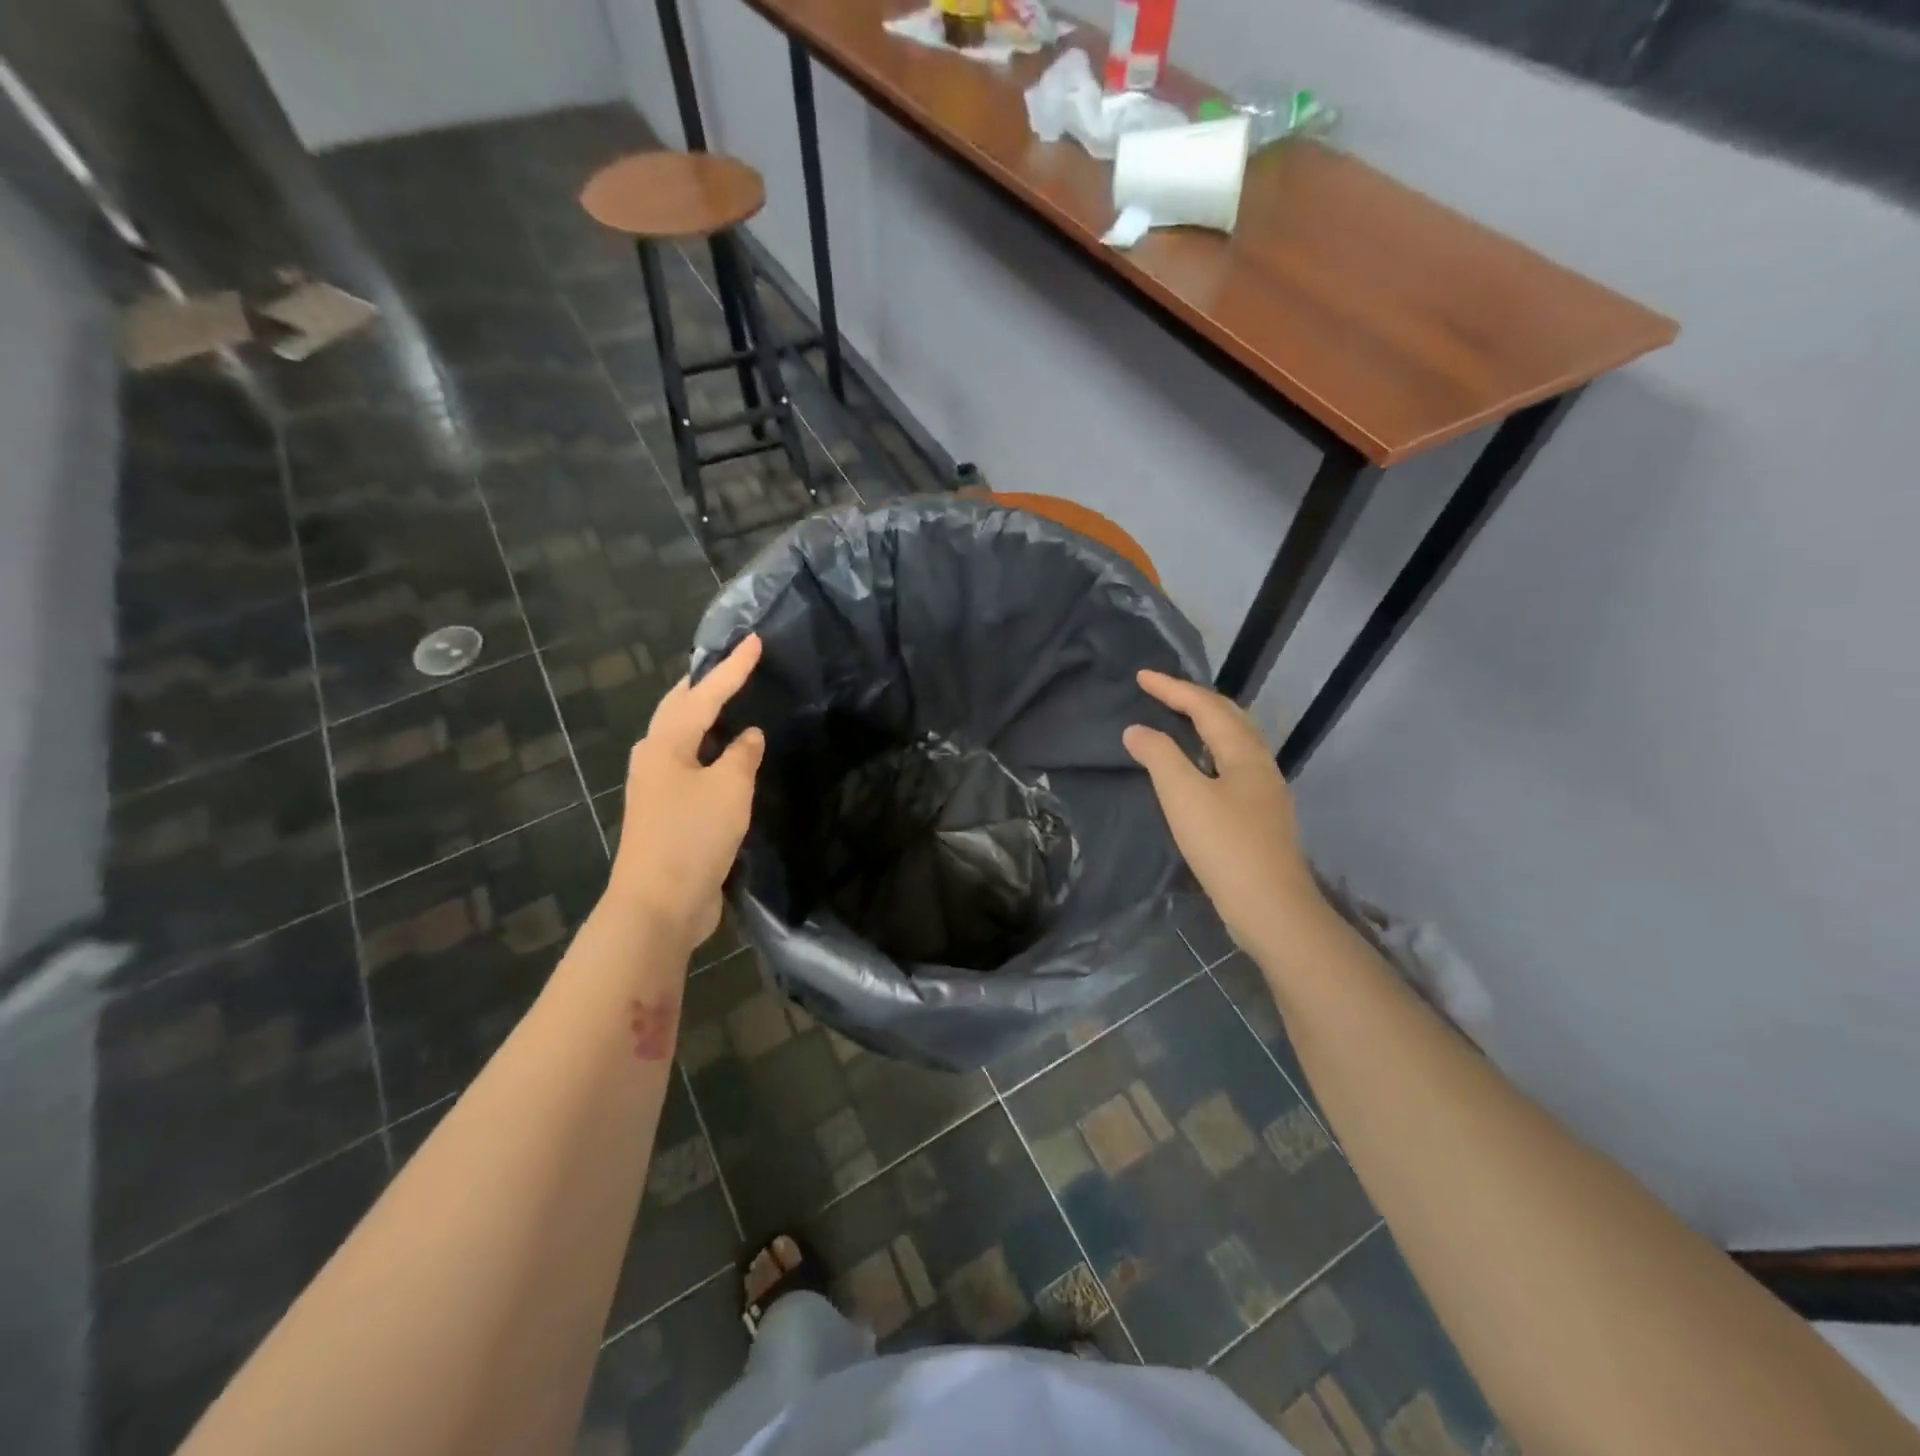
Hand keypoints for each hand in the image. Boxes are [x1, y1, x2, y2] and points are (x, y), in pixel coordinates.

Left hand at [608, 635, 766, 951]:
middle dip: (705, 685)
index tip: (755, 641)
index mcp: (666, 744)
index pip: (705, 694)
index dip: (733, 668)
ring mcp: (658, 787)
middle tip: (732, 665)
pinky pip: (692, 767)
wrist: (659, 904)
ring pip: (683, 738)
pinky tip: (728, 756)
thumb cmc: (693, 836)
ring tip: (731, 702)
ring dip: (705, 717)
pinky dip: (711, 751)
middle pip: (680, 709)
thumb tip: (747, 736)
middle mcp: (655, 758)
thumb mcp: (730, 788)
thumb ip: (742, 755)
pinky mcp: (668, 813)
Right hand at [1122, 670, 1322, 955]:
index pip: (1206, 707)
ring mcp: (1265, 793)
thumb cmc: (1226, 846)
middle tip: (1161, 691)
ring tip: (1178, 719)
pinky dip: (1210, 750)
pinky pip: (1233, 765)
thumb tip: (1137, 730)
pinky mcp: (1260, 817)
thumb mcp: (1184, 796)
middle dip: (1194, 699)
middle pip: (1229, 718)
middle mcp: (1260, 765)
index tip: (1140, 676)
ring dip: (1206, 723)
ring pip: (1235, 742)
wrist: (1272, 909)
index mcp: (1244, 754)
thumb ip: (1159, 757)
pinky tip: (1198, 768)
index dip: (1172, 688)